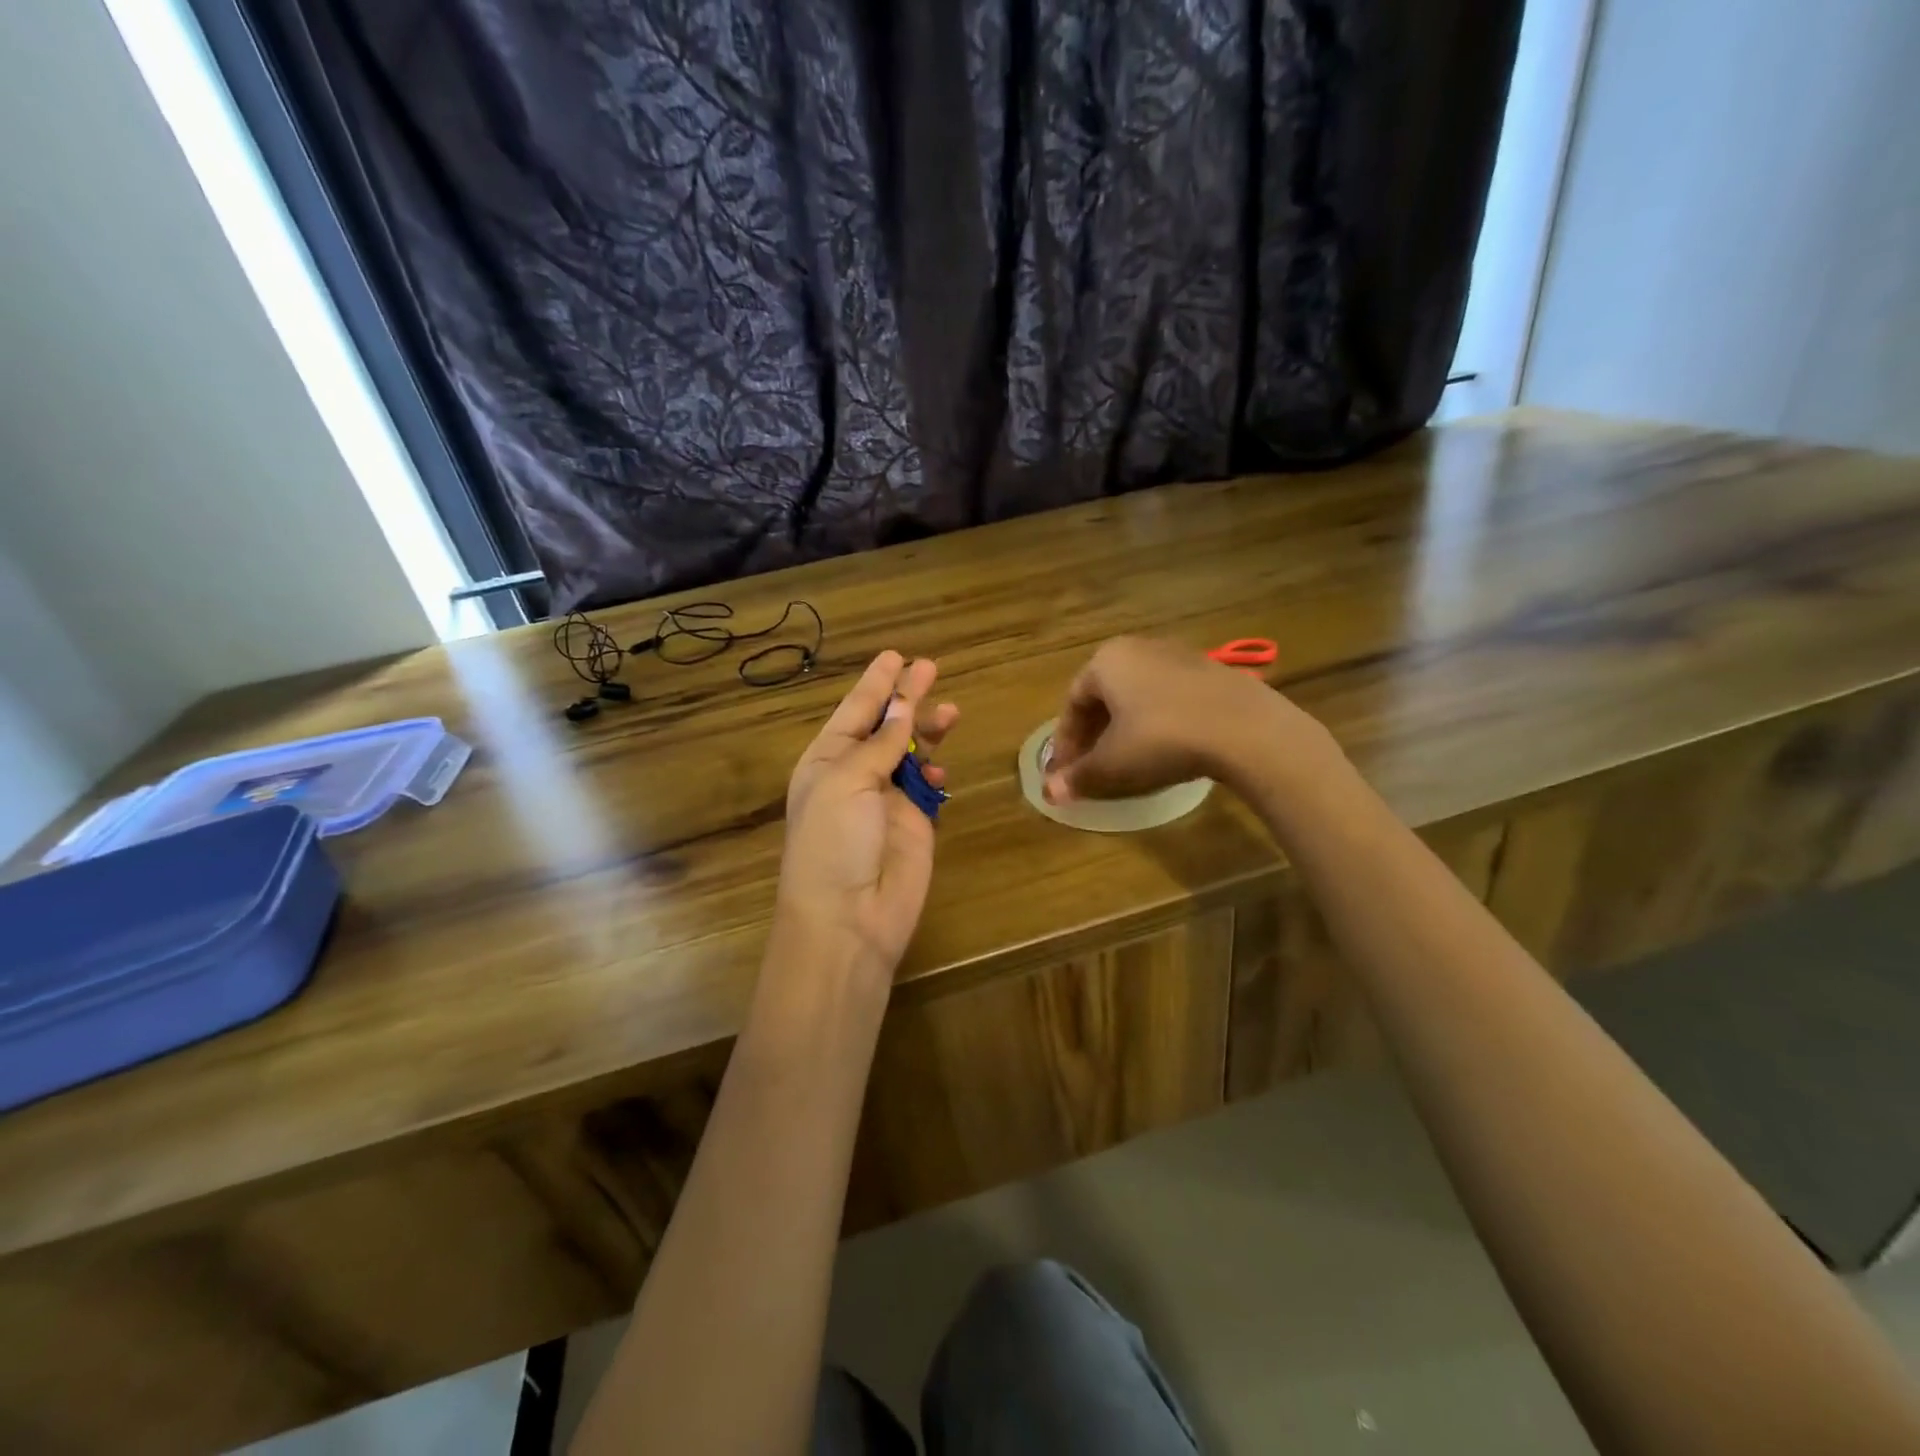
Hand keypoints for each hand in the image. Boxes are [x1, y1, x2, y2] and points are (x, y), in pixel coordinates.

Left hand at [777, 651, 958, 975]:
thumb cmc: (834, 842)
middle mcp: (855, 776)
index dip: (875, 684)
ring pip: (910, 753)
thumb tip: (902, 707)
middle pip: (885, 727)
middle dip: (906, 699)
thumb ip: (879, 743)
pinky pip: (928, 788)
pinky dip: (935, 774)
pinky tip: (939, 772)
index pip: (854, 711)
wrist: (850, 918)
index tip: (896, 656)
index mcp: (826, 761)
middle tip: (931, 668)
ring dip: (927, 731)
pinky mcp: (915, 824)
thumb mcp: (846, 782)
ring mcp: (886, 801)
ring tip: (950, 713)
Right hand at [1043, 636, 1303, 802]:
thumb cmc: (1162, 738)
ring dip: (1124, 727)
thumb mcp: (1114, 763)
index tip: (1065, 772)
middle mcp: (1138, 648)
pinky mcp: (1210, 671)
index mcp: (1106, 661)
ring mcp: (1178, 655)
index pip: (1072, 703)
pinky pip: (1168, 697)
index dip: (1065, 742)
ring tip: (1126, 759)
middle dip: (1094, 734)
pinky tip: (1164, 747)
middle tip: (1091, 766)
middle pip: (1104, 695)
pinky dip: (1156, 721)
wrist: (1244, 728)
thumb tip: (1049, 793)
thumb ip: (1079, 776)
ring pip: (1137, 695)